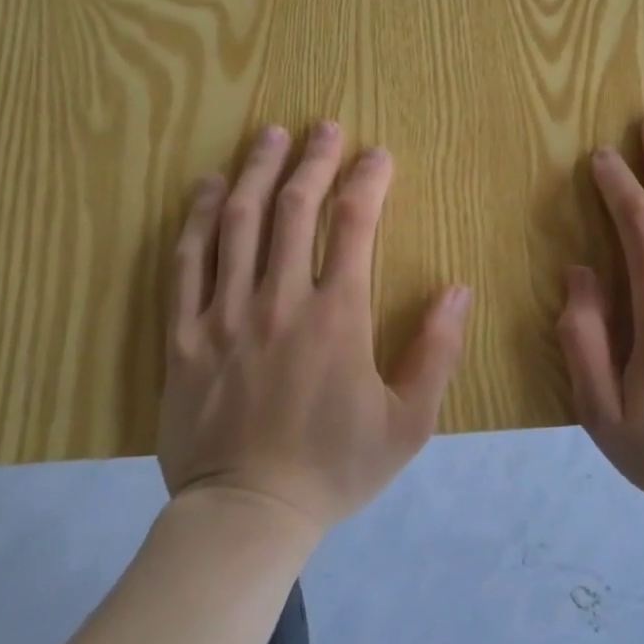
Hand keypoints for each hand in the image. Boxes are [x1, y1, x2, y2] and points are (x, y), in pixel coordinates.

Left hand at [159, 121, 471, 533]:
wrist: (246, 517)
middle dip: (313, 160)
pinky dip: (196, 218)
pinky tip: (206, 187)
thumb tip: (458, 288)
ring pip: (238, 223)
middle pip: (294, 208)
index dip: (367, 180)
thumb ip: (437, 352)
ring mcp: (226, 313)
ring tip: (269, 135)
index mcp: (337, 316)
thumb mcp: (408, 423)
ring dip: (256, 172)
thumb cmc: (334, 468)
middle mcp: (280, 300)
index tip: (376, 154)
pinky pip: (187, 263)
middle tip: (324, 126)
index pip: (353, 225)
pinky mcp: (185, 334)